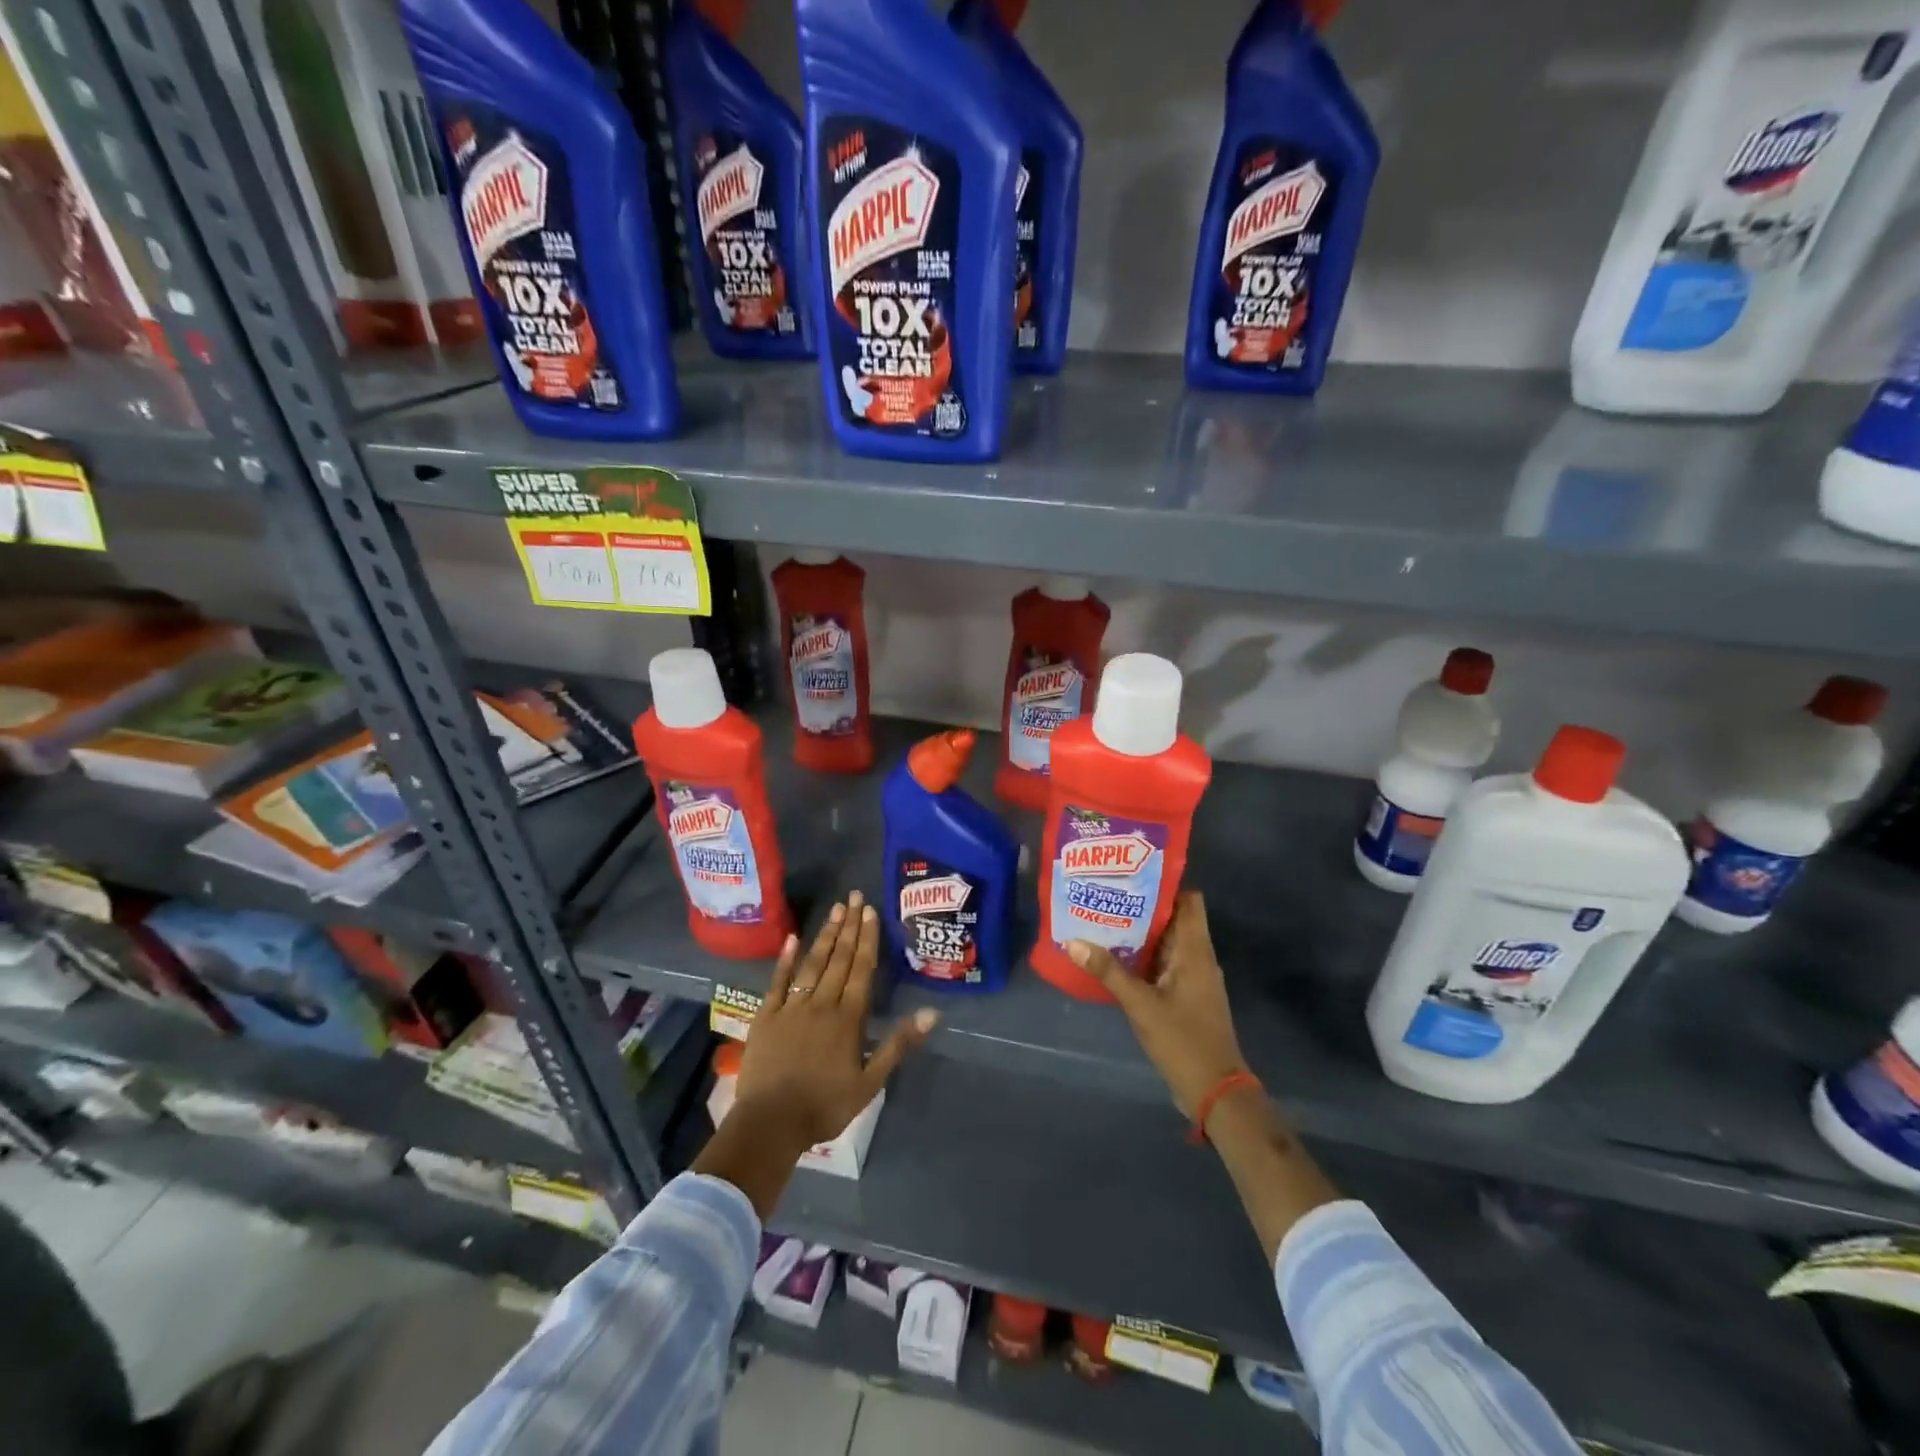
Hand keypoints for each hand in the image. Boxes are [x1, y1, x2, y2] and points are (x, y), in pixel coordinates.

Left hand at [736, 891, 937, 1150]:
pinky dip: (785, 959)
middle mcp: (821, 1004)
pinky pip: (777, 981)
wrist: (770, 1124)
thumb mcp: (870, 1082)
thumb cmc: (825, 1106)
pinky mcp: (766, 1016)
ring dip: (825, 935)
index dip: (867, 939)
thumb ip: (898, 1044)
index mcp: (848, 1018)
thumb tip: (931, 1013)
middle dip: (849, 926)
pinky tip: (792, 938)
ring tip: (835, 909)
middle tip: (854, 896)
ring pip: (812, 964)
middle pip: (838, 959)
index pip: (861, 970)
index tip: (870, 912)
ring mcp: (791, 1007)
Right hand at [1067, 892, 1246, 1119]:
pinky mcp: (1186, 996)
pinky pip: (1164, 964)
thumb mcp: (1140, 1004)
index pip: (1189, 900)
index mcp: (1195, 950)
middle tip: (1105, 893)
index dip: (1164, 884)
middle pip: (1174, 918)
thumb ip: (1108, 971)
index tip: (1131, 875)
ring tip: (1103, 918)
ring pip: (1167, 942)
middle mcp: (1199, 957)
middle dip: (1142, 906)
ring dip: (1140, 932)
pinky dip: (1143, 957)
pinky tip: (1114, 957)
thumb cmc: (1182, 1040)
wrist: (1215, 1091)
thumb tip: (1072, 941)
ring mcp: (1194, 978)